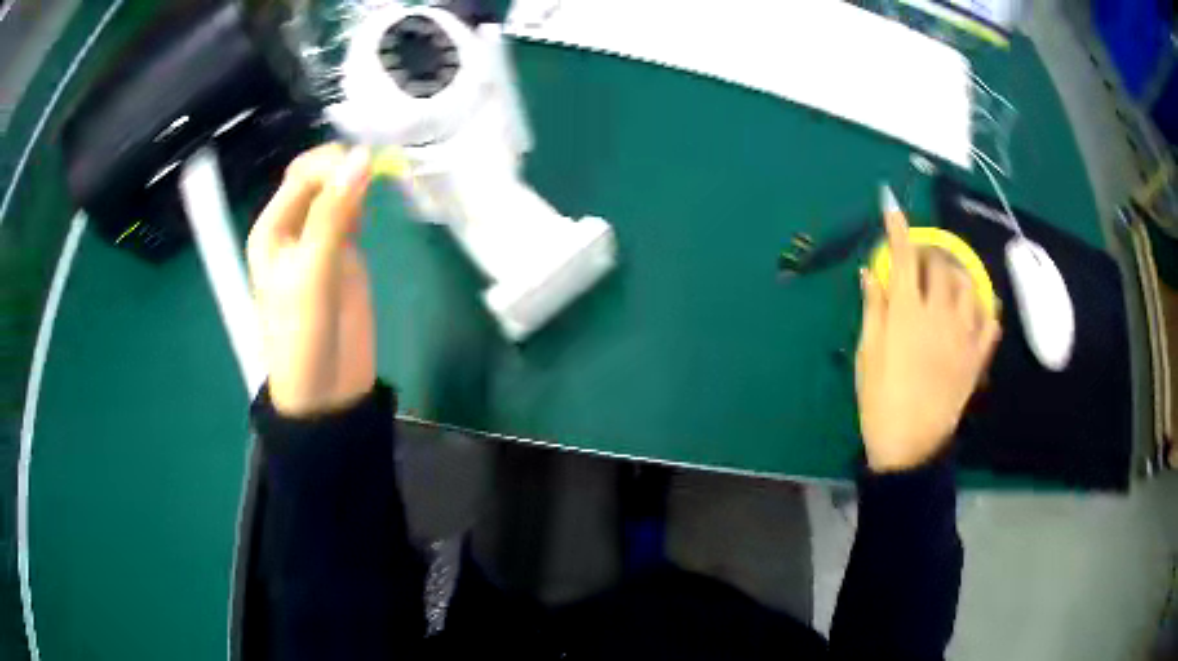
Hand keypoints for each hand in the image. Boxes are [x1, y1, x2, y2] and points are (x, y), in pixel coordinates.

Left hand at [247, 144, 374, 416]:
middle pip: (319, 177)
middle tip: (378, 170)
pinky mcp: (345, 254)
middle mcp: (293, 228)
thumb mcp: (313, 272)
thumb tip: (362, 156)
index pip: (302, 175)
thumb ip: (334, 214)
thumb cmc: (304, 334)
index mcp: (273, 229)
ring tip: (384, 175)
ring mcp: (320, 240)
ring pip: (338, 192)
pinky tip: (379, 197)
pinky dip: (366, 200)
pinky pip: (353, 214)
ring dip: (357, 179)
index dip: (332, 164)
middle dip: (345, 166)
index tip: (366, 166)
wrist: (326, 391)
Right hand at [855, 188, 1000, 471]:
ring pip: (968, 285)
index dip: (897, 230)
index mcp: (906, 314)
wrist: (910, 446)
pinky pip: (990, 320)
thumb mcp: (867, 354)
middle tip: (920, 257)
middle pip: (940, 265)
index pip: (903, 258)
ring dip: (956, 272)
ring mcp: (964, 335)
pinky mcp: (978, 355)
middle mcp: (939, 315)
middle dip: (928, 252)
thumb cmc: (880, 400)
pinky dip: (984, 304)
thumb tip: (870, 274)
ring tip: (948, 276)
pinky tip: (977, 303)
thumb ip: (873, 309)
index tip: (892, 208)